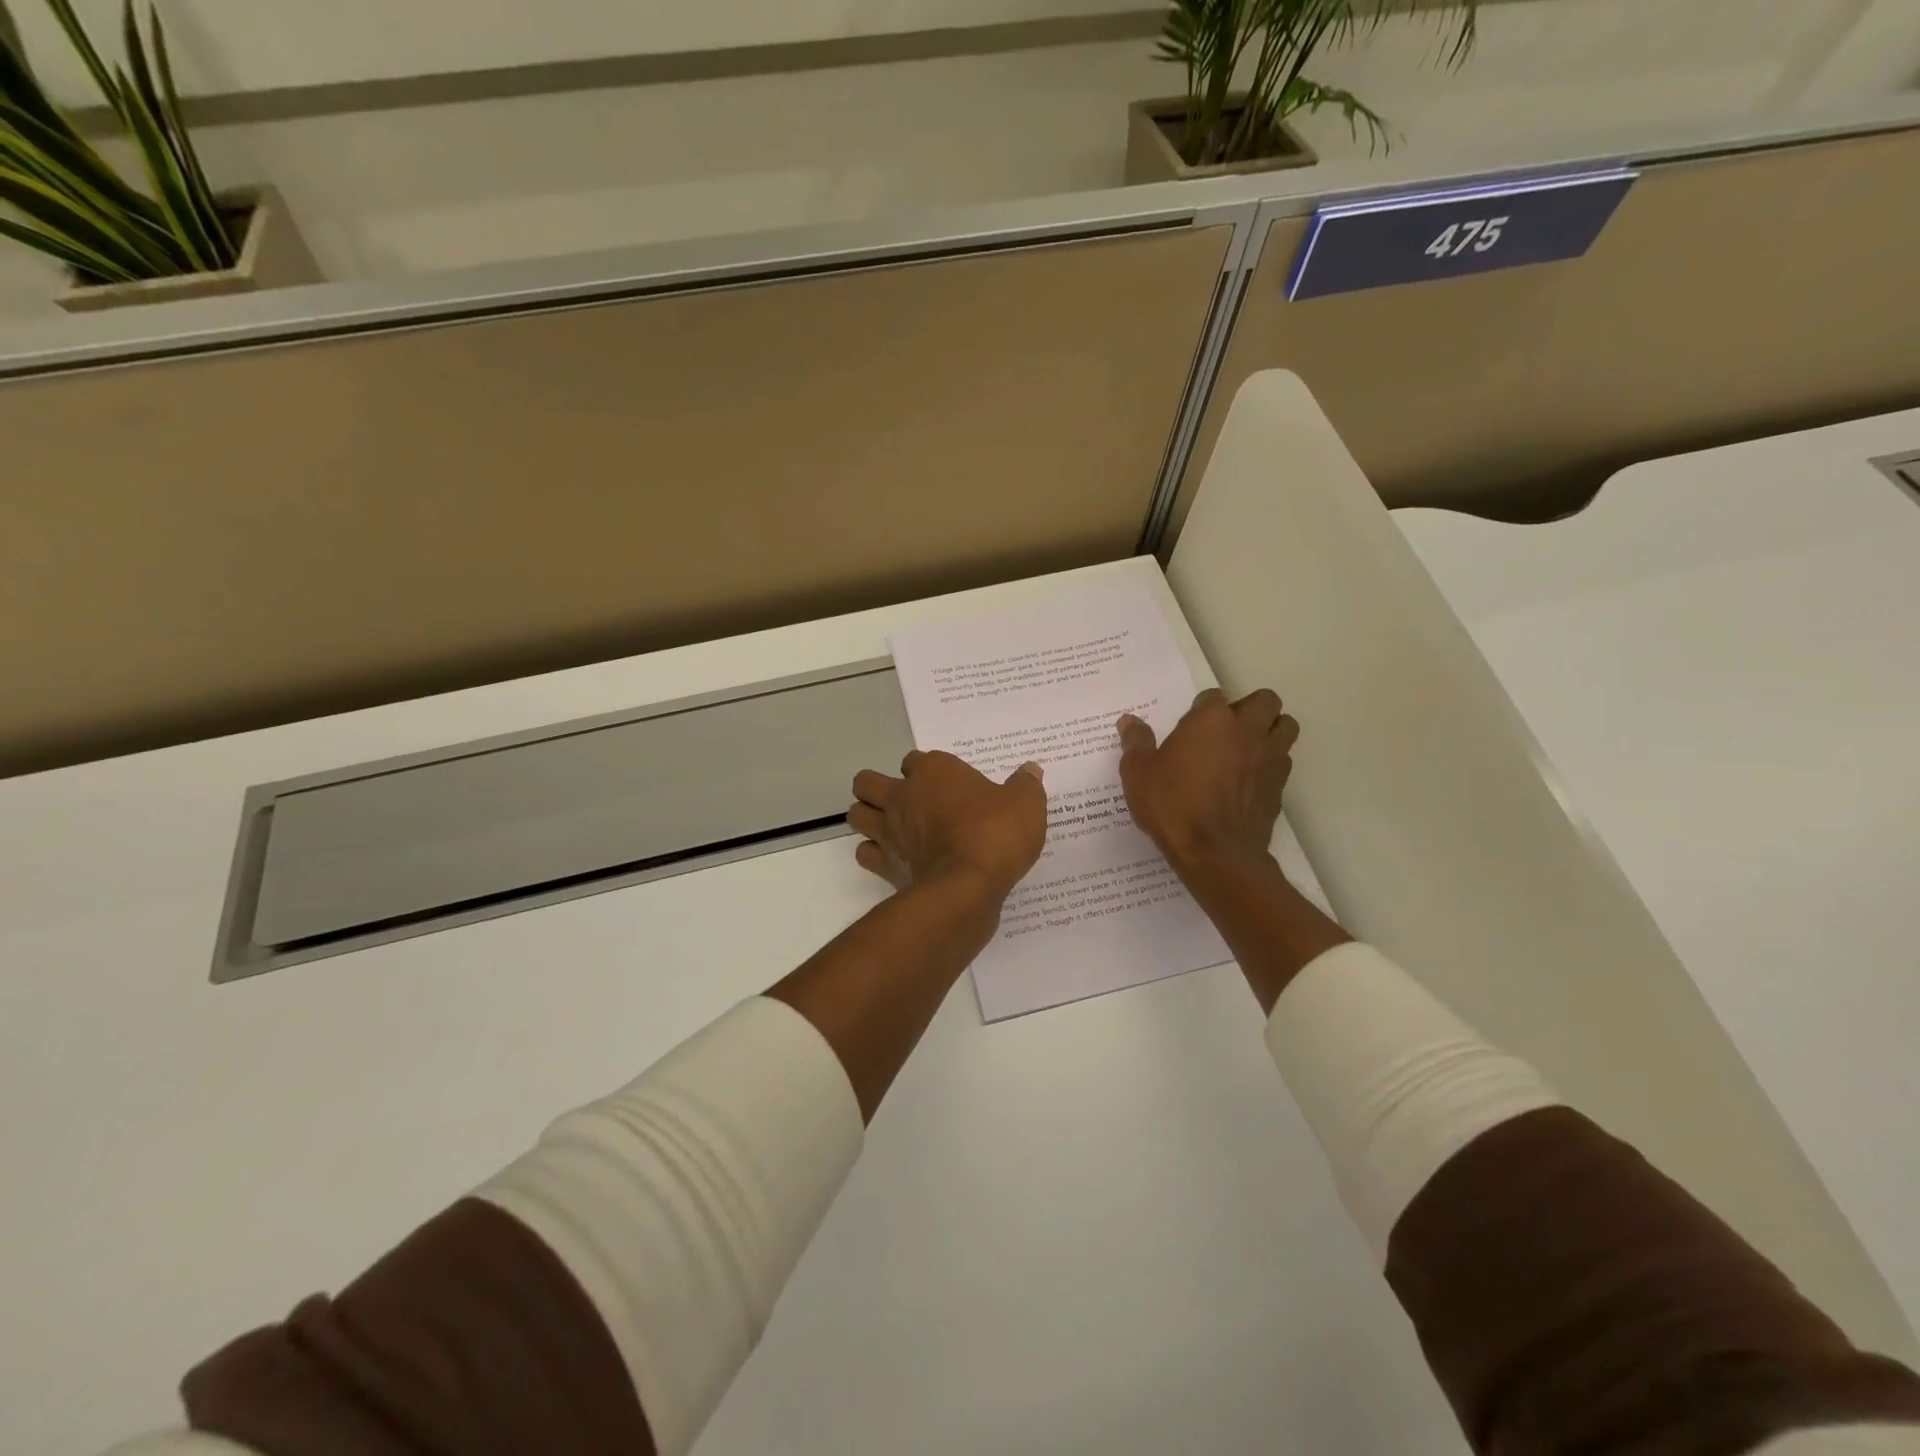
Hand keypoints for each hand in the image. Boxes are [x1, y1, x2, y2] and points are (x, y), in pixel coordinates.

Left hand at [849, 751, 1047, 901]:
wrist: (965, 887)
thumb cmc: (994, 835)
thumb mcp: (1025, 804)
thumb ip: (1025, 784)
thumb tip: (1030, 770)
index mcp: (934, 771)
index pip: (915, 759)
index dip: (926, 770)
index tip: (946, 785)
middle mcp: (902, 795)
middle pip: (867, 782)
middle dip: (877, 788)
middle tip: (904, 802)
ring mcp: (888, 830)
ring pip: (856, 814)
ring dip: (868, 818)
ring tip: (891, 828)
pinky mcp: (885, 865)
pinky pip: (865, 854)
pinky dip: (874, 855)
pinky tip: (894, 859)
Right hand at [1118, 688, 1298, 873]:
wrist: (1215, 853)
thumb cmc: (1173, 806)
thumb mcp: (1138, 774)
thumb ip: (1136, 742)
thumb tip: (1129, 721)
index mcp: (1212, 720)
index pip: (1214, 696)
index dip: (1202, 709)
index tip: (1189, 728)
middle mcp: (1247, 730)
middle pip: (1265, 701)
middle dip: (1250, 708)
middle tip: (1226, 729)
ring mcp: (1270, 757)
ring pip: (1285, 726)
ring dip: (1270, 730)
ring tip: (1246, 748)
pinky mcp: (1280, 786)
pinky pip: (1283, 761)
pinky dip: (1271, 763)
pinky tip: (1249, 780)